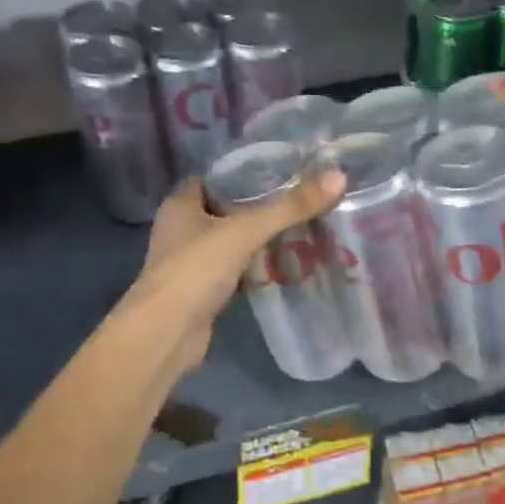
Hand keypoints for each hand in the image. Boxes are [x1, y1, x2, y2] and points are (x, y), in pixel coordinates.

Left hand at [127, 169, 346, 374]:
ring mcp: (192, 263)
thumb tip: (338, 177)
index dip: (249, 171)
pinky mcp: (205, 291)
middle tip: (305, 198)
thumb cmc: (195, 271)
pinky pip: (237, 270)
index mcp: (181, 203)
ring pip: (235, 242)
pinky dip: (259, 267)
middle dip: (264, 206)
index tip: (288, 169)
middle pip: (229, 209)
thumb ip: (289, 207)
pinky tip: (289, 264)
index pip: (219, 176)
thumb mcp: (245, 231)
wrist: (166, 334)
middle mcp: (183, 229)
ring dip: (263, 238)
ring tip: (305, 227)